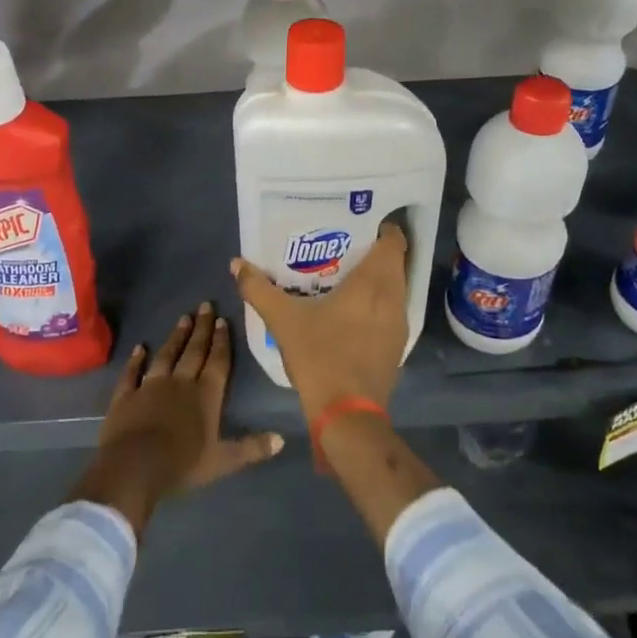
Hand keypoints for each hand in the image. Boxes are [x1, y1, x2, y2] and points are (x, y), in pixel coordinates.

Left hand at [71, 304, 283, 535]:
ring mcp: (150, 386)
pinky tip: (139, 348)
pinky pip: (131, 373)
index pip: (217, 362)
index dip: (222, 341)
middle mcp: (180, 383)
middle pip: (193, 351)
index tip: (222, 319)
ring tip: (182, 318)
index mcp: (205, 396)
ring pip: (165, 356)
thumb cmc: (182, 464)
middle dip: (201, 329)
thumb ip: (251, 448)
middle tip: (205, 305)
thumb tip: (282, 439)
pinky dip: (135, 360)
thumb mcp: (223, 461)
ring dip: (175, 337)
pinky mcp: (125, 396)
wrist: (133, 467)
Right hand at [232, 223, 410, 422]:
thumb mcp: (283, 320)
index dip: (381, 228)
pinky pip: (391, 311)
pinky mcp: (397, 346)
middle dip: (374, 252)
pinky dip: (378, 303)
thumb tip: (237, 263)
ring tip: (345, 275)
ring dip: (378, 279)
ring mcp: (399, 325)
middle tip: (344, 247)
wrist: (347, 414)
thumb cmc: (320, 356)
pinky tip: (352, 312)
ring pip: (395, 288)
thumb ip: (258, 289)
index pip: (393, 241)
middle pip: (394, 263)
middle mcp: (394, 298)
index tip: (359, 223)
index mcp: (374, 283)